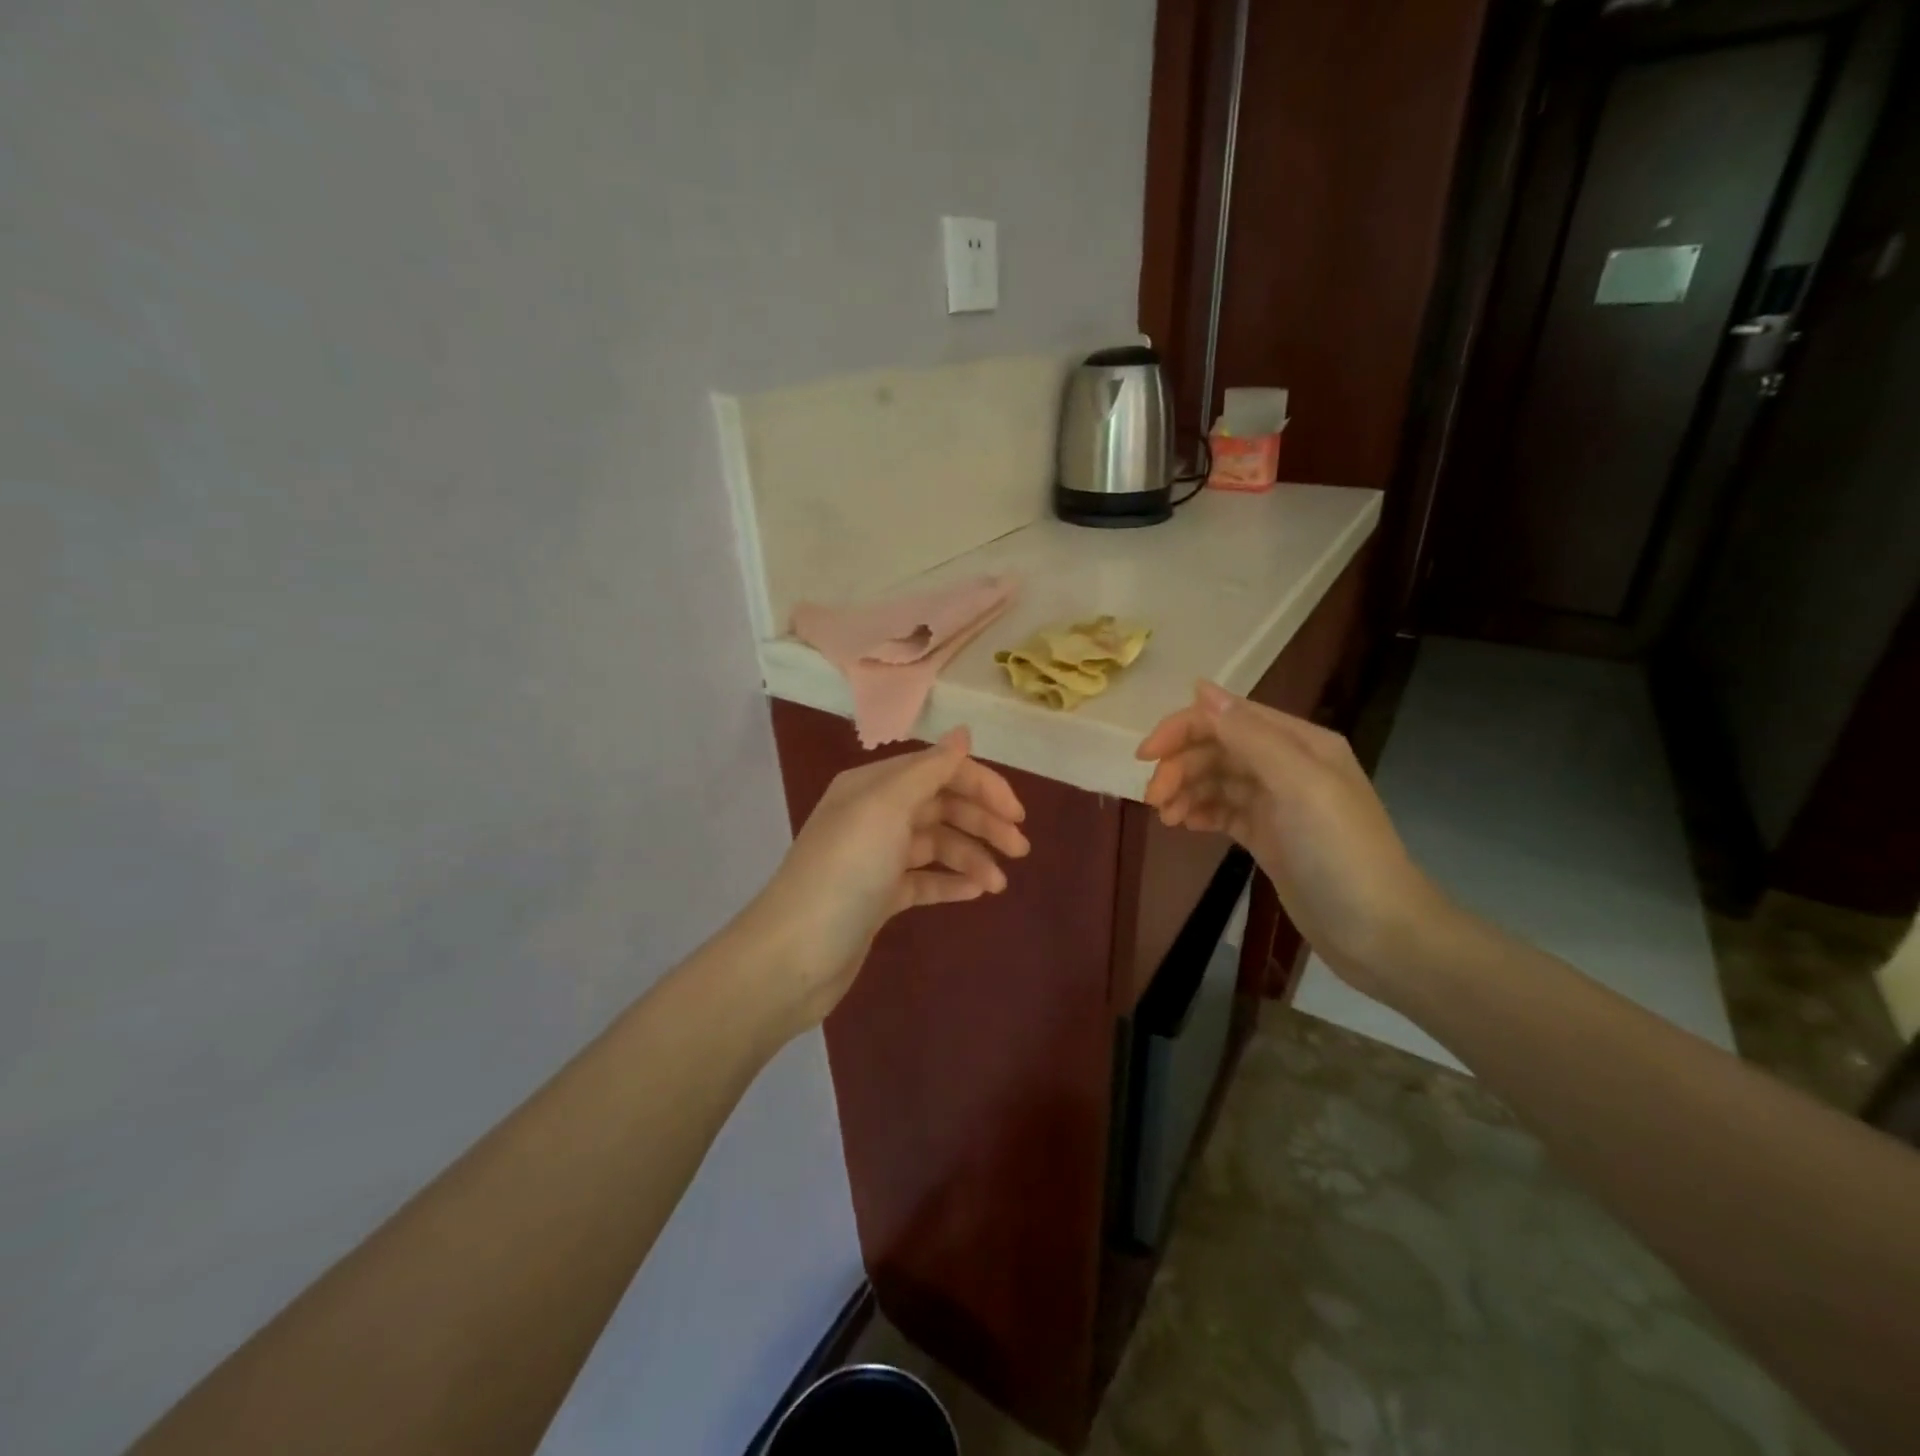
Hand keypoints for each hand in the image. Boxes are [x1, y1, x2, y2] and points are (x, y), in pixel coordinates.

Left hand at [739, 727, 1028, 1033]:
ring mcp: (876, 857)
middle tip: (1020, 849)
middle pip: (940, 806)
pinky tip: (977, 892)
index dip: (981, 785)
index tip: (1017, 814)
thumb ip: (929, 769)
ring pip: (936, 844)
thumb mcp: (886, 808)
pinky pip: (924, 879)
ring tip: (999, 884)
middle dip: (982, 822)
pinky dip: (951, 882)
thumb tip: (962, 734)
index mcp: (873, 786)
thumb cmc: (845, 871)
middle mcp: (874, 815)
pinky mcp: (878, 896)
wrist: (794, 955)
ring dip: (972, 856)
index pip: (938, 770)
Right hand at [1136, 682, 1449, 993]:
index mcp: (1299, 742)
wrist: (1378, 932)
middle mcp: (1286, 764)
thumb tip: (1201, 688)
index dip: (1182, 729)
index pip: (1228, 717)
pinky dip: (1199, 811)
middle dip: (1180, 767)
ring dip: (1184, 791)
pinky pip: (1222, 810)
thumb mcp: (1298, 785)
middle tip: (1153, 799)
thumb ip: (1250, 736)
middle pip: (1217, 748)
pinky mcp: (1266, 835)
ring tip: (1165, 819)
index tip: (1145, 757)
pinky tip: (1182, 825)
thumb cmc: (1340, 851)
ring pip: (1215, 779)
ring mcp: (1276, 802)